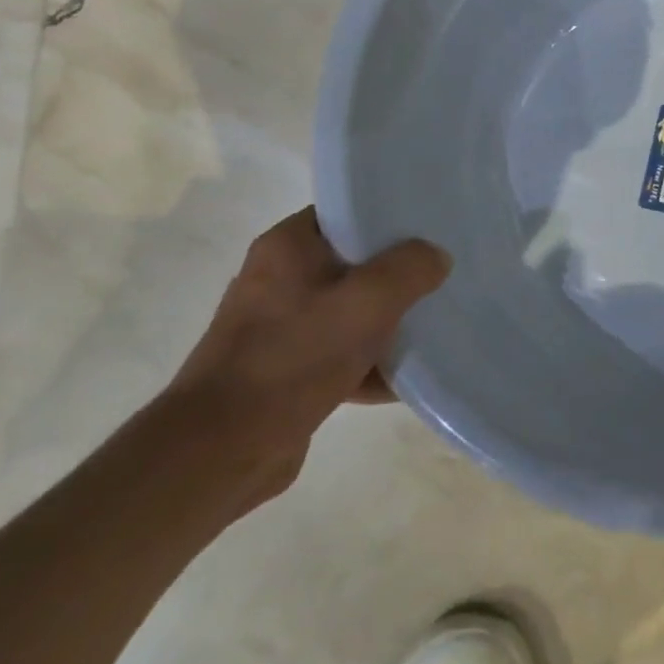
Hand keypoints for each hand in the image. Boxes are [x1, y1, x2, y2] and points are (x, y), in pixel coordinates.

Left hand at [164, 208, 449, 510]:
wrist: (222, 449)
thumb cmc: (295, 357)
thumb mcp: (368, 302)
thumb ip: (410, 269)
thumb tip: (436, 256)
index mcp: (288, 247)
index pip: (347, 214)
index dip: (390, 219)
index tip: (430, 232)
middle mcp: (278, 279)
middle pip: (354, 265)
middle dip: (397, 277)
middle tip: (440, 281)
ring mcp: (279, 327)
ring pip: (350, 313)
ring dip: (387, 326)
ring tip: (432, 332)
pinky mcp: (284, 371)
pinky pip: (339, 355)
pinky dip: (369, 365)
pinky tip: (404, 382)